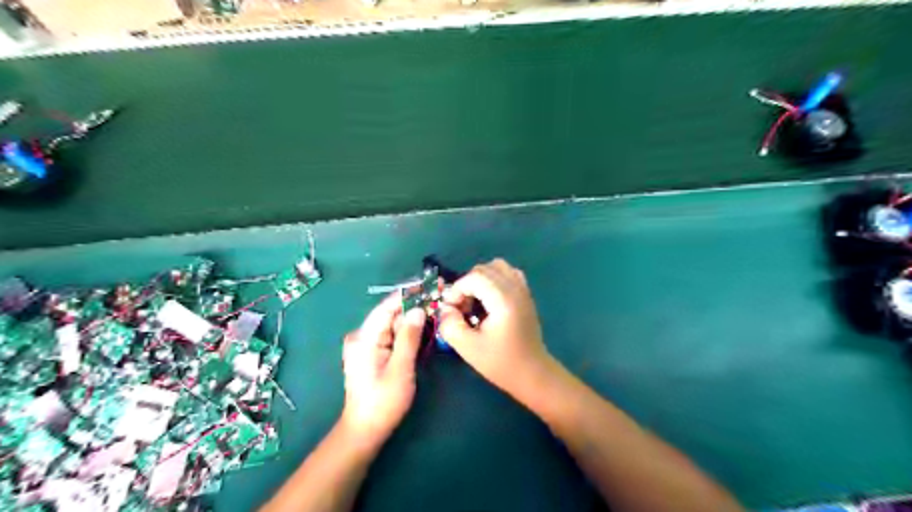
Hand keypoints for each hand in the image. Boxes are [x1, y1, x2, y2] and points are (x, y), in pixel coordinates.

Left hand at [342, 294, 426, 440]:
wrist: (364, 430)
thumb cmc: (383, 402)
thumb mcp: (401, 368)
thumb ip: (409, 337)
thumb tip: (419, 310)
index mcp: (364, 338)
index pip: (387, 306)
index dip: (408, 293)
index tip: (429, 284)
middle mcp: (361, 336)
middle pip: (390, 313)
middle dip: (413, 305)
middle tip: (438, 298)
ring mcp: (364, 344)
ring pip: (391, 324)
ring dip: (411, 318)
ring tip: (435, 309)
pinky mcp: (370, 352)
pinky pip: (390, 335)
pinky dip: (406, 331)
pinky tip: (423, 328)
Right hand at [436, 260, 556, 400]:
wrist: (533, 373)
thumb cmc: (501, 362)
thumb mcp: (468, 348)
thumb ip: (450, 325)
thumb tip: (446, 309)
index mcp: (503, 300)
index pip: (474, 277)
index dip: (457, 289)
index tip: (451, 309)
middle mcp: (515, 288)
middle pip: (484, 269)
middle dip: (467, 284)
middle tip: (461, 308)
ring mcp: (523, 290)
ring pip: (497, 267)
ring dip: (481, 279)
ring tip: (475, 301)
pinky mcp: (526, 295)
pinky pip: (508, 274)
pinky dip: (494, 280)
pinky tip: (489, 300)